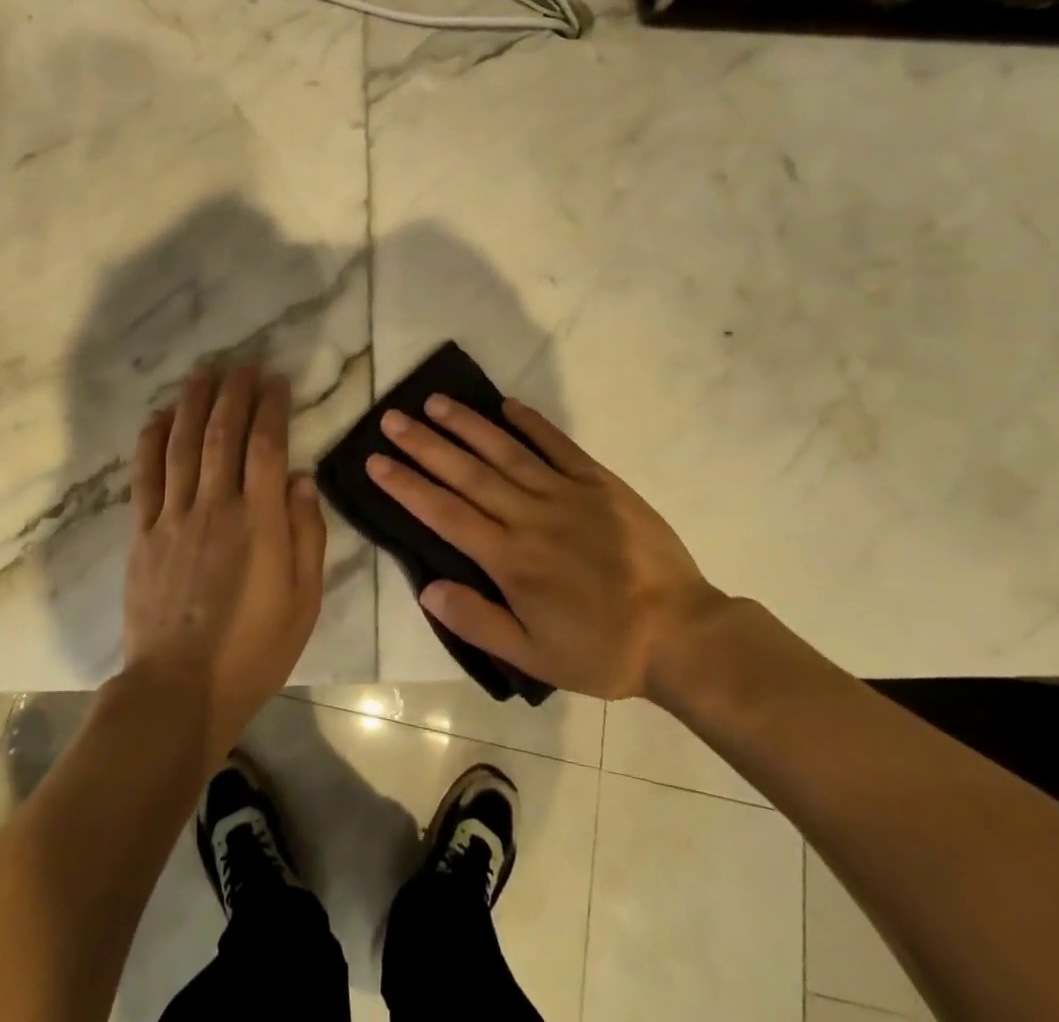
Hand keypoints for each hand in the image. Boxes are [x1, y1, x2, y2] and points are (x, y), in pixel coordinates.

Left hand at [126, 364, 327, 767]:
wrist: (179, 689)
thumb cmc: (253, 649)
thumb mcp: (303, 600)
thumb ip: (306, 535)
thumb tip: (303, 480)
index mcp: (259, 522)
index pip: (267, 447)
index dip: (272, 408)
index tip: (277, 381)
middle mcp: (216, 507)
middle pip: (223, 434)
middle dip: (234, 392)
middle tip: (242, 364)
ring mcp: (174, 517)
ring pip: (183, 445)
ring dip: (193, 403)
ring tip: (203, 372)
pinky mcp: (143, 533)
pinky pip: (145, 476)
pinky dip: (151, 442)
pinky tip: (158, 417)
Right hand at [366, 395, 725, 701]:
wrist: (682, 634)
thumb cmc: (603, 650)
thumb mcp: (535, 656)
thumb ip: (478, 620)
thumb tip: (427, 587)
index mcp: (510, 559)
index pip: (444, 513)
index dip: (406, 485)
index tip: (376, 461)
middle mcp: (530, 517)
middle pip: (466, 473)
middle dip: (424, 444)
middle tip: (391, 418)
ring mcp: (566, 494)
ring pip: (505, 451)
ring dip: (466, 425)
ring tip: (434, 402)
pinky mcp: (599, 483)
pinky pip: (559, 446)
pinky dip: (532, 424)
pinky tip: (507, 405)